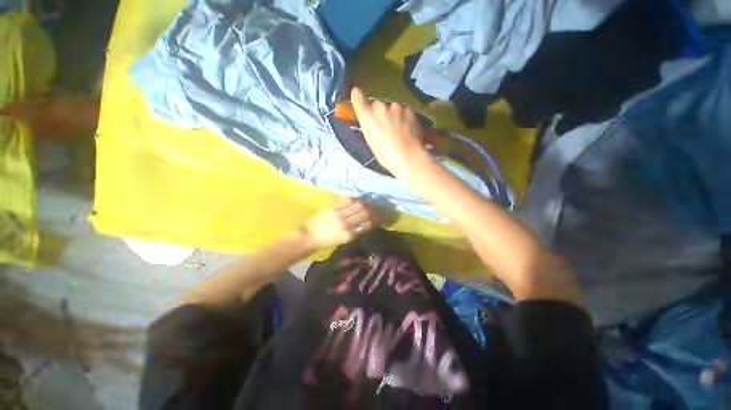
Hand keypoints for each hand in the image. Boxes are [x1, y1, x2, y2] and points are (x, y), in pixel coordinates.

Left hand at [303, 200, 376, 248]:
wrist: (310, 236)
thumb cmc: (327, 241)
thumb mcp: (343, 240)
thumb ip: (355, 232)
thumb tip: (366, 224)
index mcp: (349, 234)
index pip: (366, 225)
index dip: (374, 220)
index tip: (378, 218)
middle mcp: (346, 224)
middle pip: (363, 213)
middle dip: (371, 210)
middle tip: (373, 209)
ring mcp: (339, 214)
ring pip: (357, 205)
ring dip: (363, 204)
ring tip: (365, 204)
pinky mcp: (333, 208)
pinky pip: (347, 201)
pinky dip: (353, 200)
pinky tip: (355, 201)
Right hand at [350, 87, 430, 177]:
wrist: (408, 156)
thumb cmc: (386, 155)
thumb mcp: (371, 142)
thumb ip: (369, 127)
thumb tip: (372, 123)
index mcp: (367, 116)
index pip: (357, 96)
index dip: (358, 97)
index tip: (359, 99)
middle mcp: (380, 107)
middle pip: (377, 105)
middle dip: (380, 113)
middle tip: (385, 127)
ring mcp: (396, 107)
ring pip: (392, 108)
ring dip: (393, 115)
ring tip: (399, 131)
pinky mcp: (409, 109)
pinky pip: (404, 111)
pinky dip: (404, 117)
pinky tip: (408, 130)